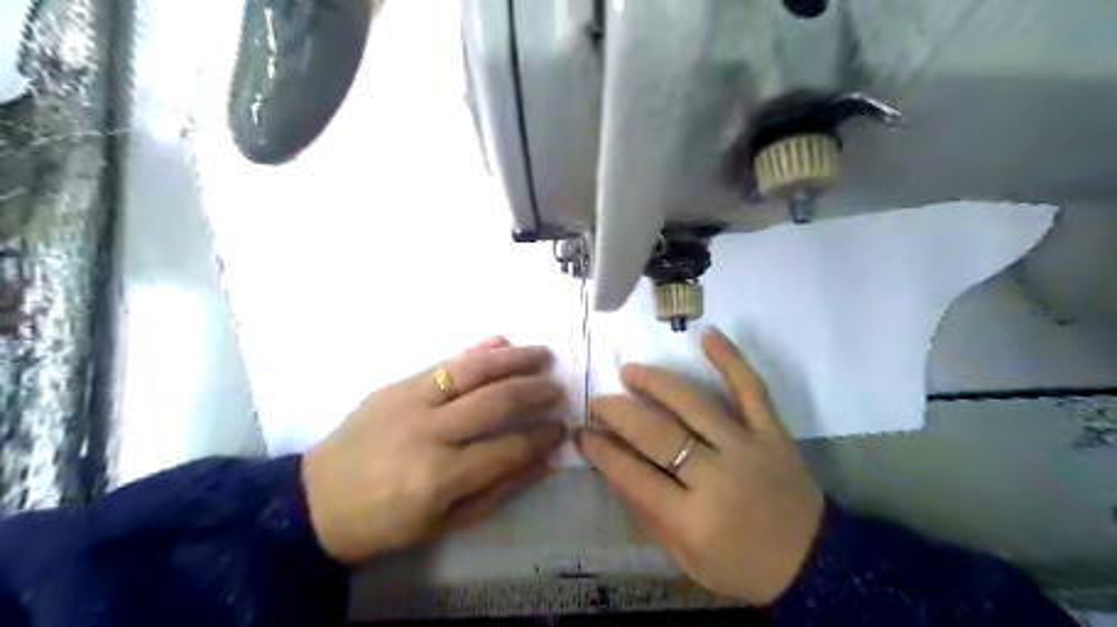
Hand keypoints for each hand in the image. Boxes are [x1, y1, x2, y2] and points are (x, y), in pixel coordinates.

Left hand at [298, 338, 568, 562]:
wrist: (316, 500)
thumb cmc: (385, 522)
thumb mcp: (445, 522)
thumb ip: (499, 489)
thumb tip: (545, 462)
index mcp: (440, 477)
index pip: (507, 448)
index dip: (540, 436)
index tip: (562, 428)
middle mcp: (429, 432)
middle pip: (495, 402)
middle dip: (534, 392)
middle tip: (558, 389)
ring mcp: (410, 401)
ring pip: (472, 371)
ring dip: (513, 360)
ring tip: (543, 355)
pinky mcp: (397, 385)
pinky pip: (444, 362)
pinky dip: (477, 351)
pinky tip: (502, 342)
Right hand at [580, 330, 823, 603]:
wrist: (814, 563)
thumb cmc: (742, 565)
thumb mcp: (686, 558)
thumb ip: (647, 515)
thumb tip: (611, 469)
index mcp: (693, 519)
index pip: (633, 475)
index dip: (602, 451)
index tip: (581, 432)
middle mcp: (717, 477)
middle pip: (658, 435)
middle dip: (619, 414)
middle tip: (598, 401)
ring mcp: (748, 448)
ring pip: (694, 405)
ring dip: (657, 384)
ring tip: (630, 372)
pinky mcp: (773, 432)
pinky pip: (751, 390)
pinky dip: (731, 360)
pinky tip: (707, 336)